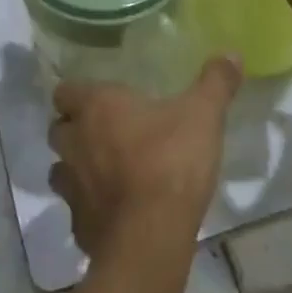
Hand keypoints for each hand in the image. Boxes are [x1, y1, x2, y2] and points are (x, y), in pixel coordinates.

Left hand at [48, 58, 242, 259]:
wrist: (151, 239)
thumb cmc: (170, 162)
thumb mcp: (203, 115)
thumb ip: (215, 82)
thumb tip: (232, 53)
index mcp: (96, 107)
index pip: (65, 91)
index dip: (77, 94)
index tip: (98, 99)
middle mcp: (75, 142)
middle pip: (59, 129)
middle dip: (75, 130)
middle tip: (104, 132)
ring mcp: (72, 187)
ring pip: (61, 170)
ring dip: (77, 169)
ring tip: (105, 172)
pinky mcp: (79, 226)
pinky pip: (77, 210)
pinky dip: (90, 208)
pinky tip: (114, 212)